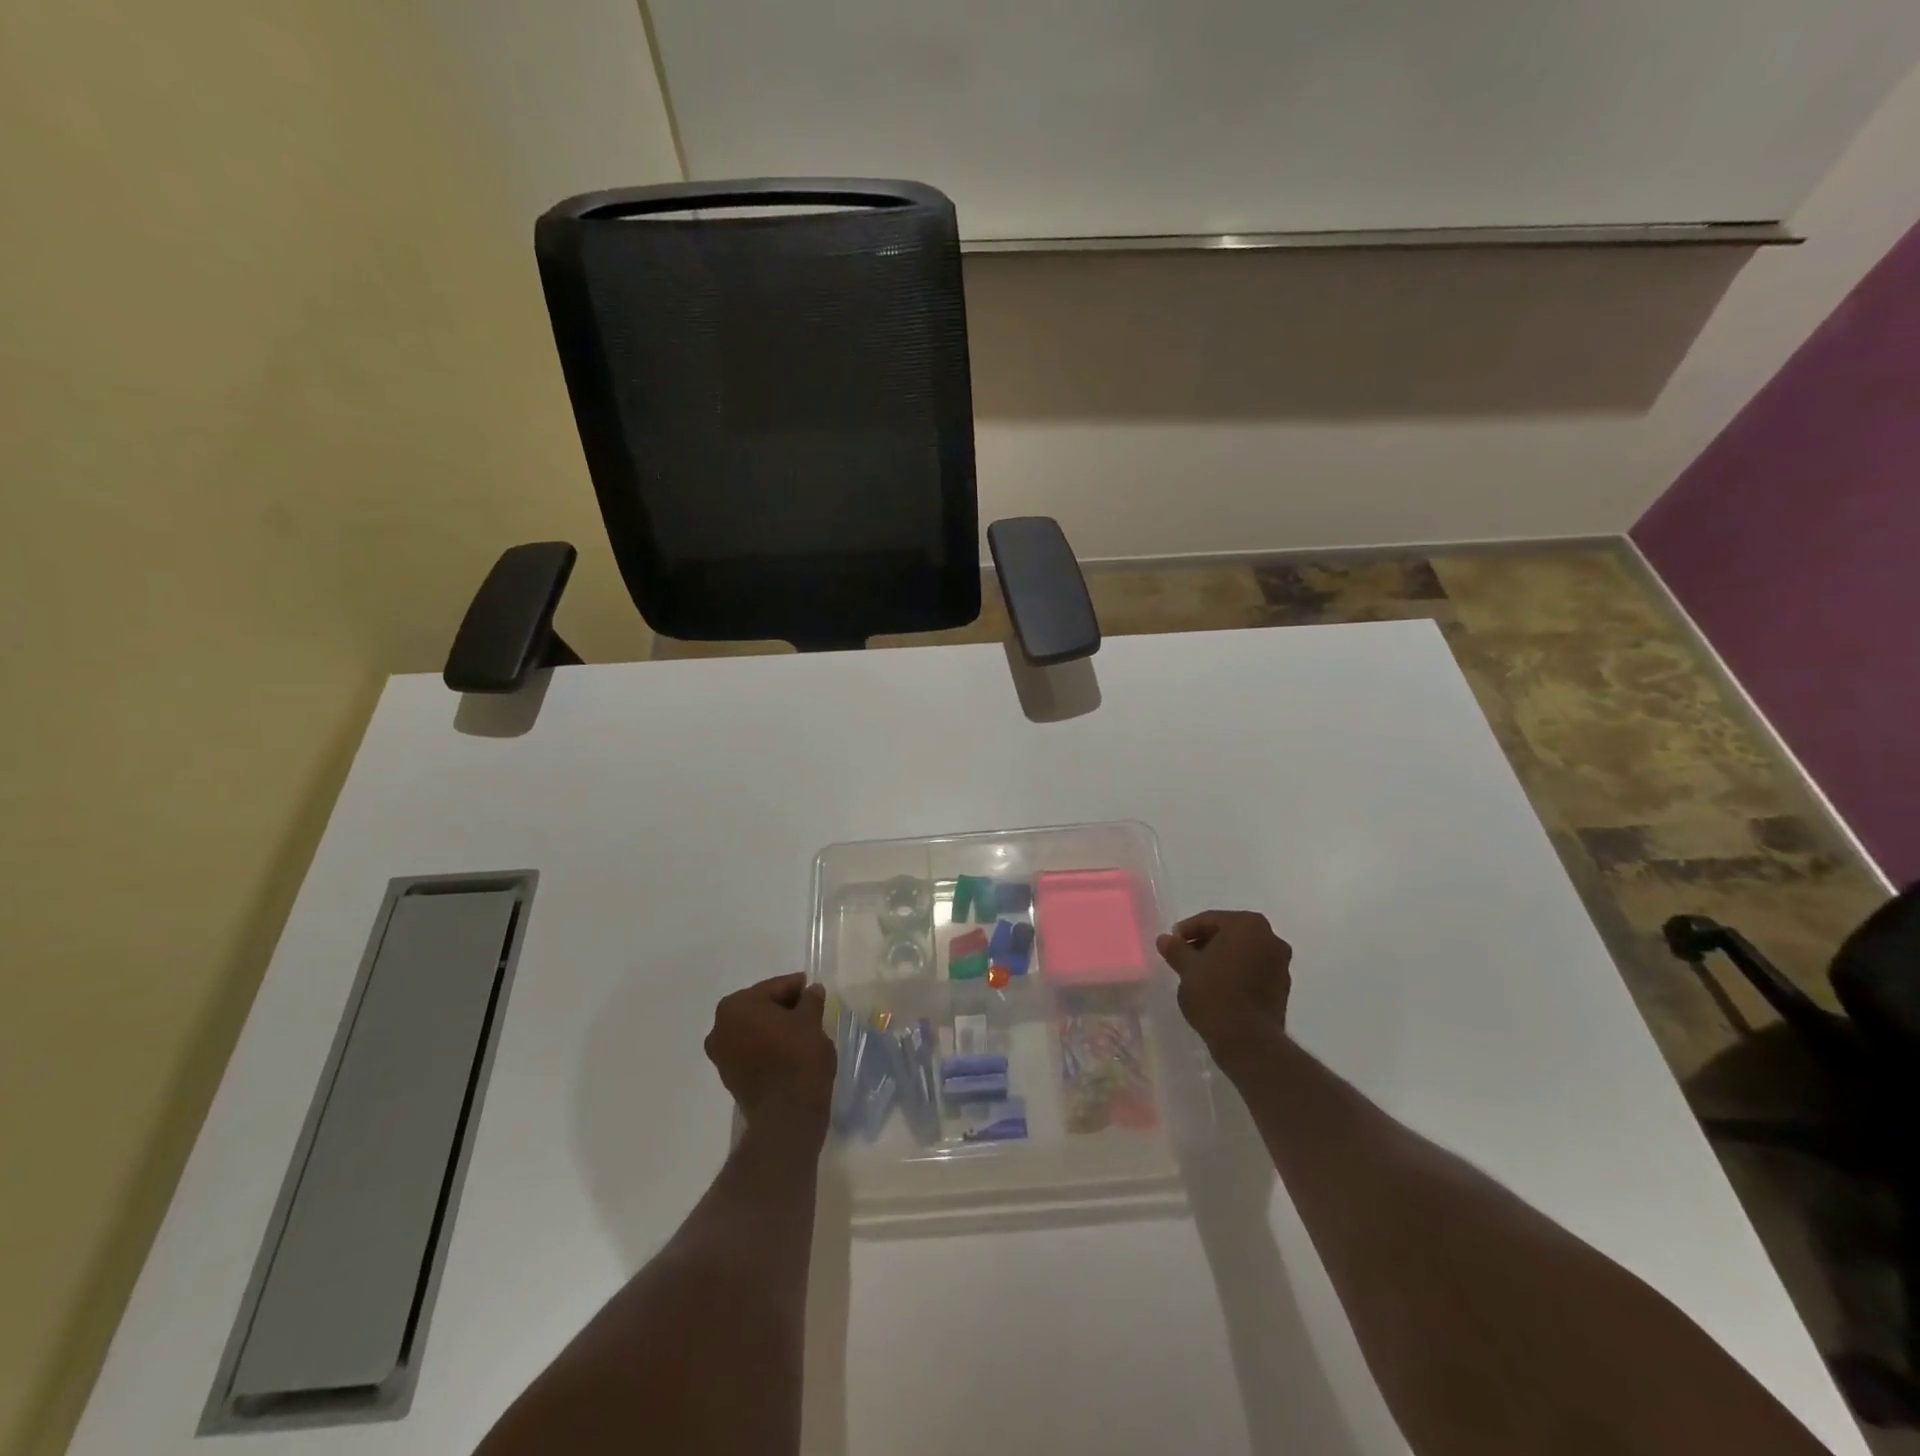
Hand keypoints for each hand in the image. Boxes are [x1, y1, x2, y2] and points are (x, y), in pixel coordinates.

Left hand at [705, 973, 835, 1138]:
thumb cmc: (798, 1056)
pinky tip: (789, 1050)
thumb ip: (810, 1000)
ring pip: (753, 1030)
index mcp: (736, 1006)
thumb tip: (812, 991)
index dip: (796, 988)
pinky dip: (767, 1046)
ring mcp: (721, 1055)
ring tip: (802, 1031)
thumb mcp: (811, 1020)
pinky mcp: (729, 1078)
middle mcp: (720, 1028)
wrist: (788, 1113)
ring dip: (774, 1027)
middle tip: (810, 1009)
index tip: (813, 989)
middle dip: (783, 1007)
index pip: (773, 988)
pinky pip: (751, 1051)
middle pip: (759, 1007)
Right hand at [1156, 910, 1292, 1065]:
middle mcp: (1270, 938)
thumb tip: (1165, 939)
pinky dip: (1236, 973)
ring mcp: (1280, 964)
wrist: (1247, 1040)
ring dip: (1222, 958)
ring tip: (1199, 974)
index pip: (1210, 920)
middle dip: (1205, 943)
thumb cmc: (1214, 993)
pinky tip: (1218, 988)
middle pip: (1229, 934)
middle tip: (1184, 957)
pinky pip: (1254, 971)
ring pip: (1243, 952)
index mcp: (1247, 925)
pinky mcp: (1283, 988)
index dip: (1187, 931)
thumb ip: (1176, 949)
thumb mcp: (1187, 968)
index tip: (1172, 944)